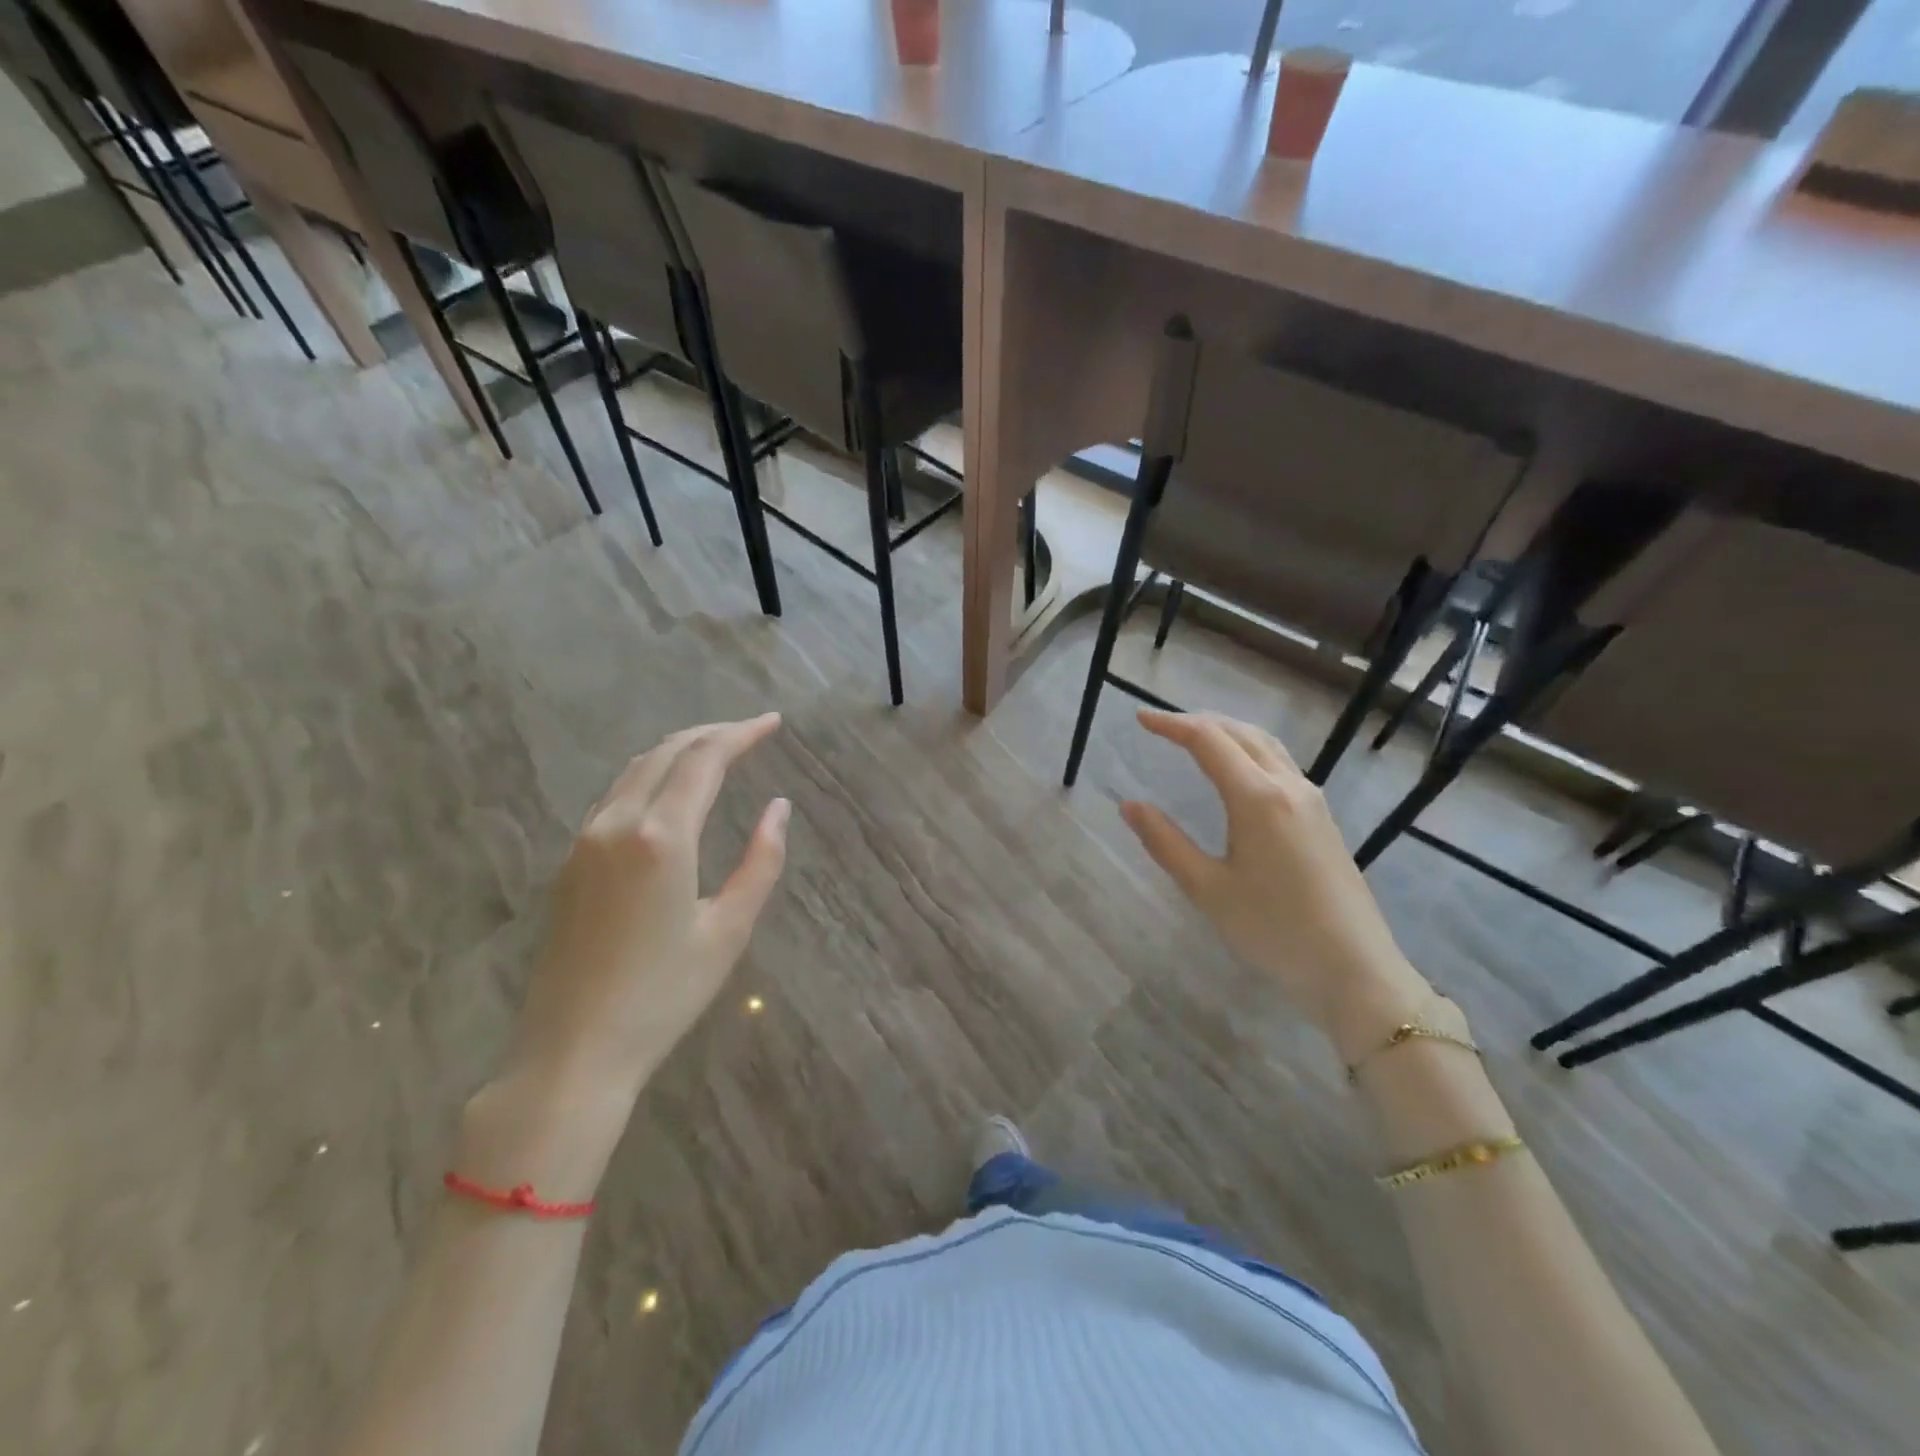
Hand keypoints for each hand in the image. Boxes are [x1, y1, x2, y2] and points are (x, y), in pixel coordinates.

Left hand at [499, 713, 789, 1103]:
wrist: (573, 1051)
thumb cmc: (664, 995)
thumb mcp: (729, 930)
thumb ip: (761, 861)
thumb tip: (778, 808)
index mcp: (662, 837)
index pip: (704, 759)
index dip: (741, 734)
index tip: (773, 722)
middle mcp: (617, 824)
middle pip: (666, 752)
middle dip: (711, 733)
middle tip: (751, 731)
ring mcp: (585, 841)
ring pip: (635, 769)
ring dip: (678, 750)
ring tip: (717, 751)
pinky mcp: (569, 862)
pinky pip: (614, 795)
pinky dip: (650, 775)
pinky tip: (670, 792)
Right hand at [1119, 710, 1435, 1062]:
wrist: (1354, 968)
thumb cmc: (1273, 930)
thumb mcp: (1208, 889)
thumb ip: (1165, 842)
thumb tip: (1129, 805)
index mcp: (1257, 798)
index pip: (1208, 741)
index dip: (1171, 725)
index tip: (1140, 717)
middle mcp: (1288, 786)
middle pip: (1240, 733)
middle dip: (1199, 722)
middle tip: (1163, 725)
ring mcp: (1312, 800)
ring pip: (1266, 745)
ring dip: (1228, 732)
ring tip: (1196, 738)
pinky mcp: (1323, 818)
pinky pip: (1281, 764)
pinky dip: (1250, 751)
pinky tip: (1239, 772)